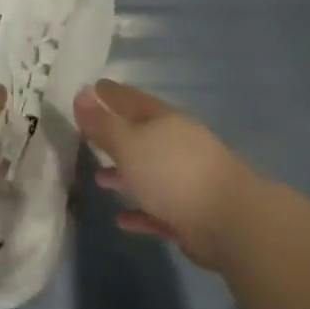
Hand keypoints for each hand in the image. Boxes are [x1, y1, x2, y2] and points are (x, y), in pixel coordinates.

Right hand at [74, 80, 256, 271]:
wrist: (229, 220)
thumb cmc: (172, 173)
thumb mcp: (129, 144)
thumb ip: (102, 123)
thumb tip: (80, 93)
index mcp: (164, 121)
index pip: (132, 100)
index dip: (111, 94)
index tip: (93, 88)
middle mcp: (177, 145)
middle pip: (141, 135)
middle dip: (116, 135)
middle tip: (89, 134)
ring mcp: (186, 180)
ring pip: (148, 172)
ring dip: (124, 175)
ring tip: (99, 178)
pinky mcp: (190, 213)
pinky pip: (157, 209)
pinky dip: (139, 211)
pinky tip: (121, 219)